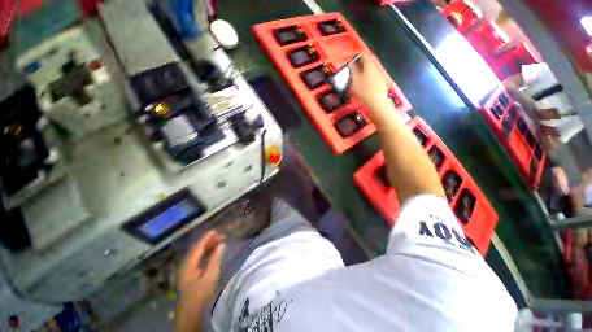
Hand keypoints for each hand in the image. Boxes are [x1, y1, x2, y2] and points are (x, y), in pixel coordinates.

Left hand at [178, 230, 224, 308]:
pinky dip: (206, 254)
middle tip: (220, 236)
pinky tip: (212, 253)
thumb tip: (221, 244)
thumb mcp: (210, 276)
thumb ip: (215, 259)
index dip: (206, 238)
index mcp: (189, 265)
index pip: (198, 248)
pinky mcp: (190, 274)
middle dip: (208, 242)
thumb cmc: (201, 294)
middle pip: (197, 250)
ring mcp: (187, 270)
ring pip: (197, 254)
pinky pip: (198, 259)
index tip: (215, 231)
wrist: (191, 312)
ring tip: (218, 242)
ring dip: (208, 247)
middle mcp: (186, 265)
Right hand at [349, 55, 389, 109]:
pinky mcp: (382, 82)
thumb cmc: (363, 91)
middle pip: (368, 63)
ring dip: (365, 72)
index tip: (352, 63)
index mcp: (369, 65)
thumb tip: (351, 64)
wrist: (377, 102)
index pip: (363, 56)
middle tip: (354, 72)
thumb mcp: (355, 81)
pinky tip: (366, 85)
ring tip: (359, 79)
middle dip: (361, 65)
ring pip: (371, 70)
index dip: (357, 57)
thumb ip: (353, 70)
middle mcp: (375, 67)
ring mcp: (380, 74)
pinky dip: (369, 78)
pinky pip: (374, 77)